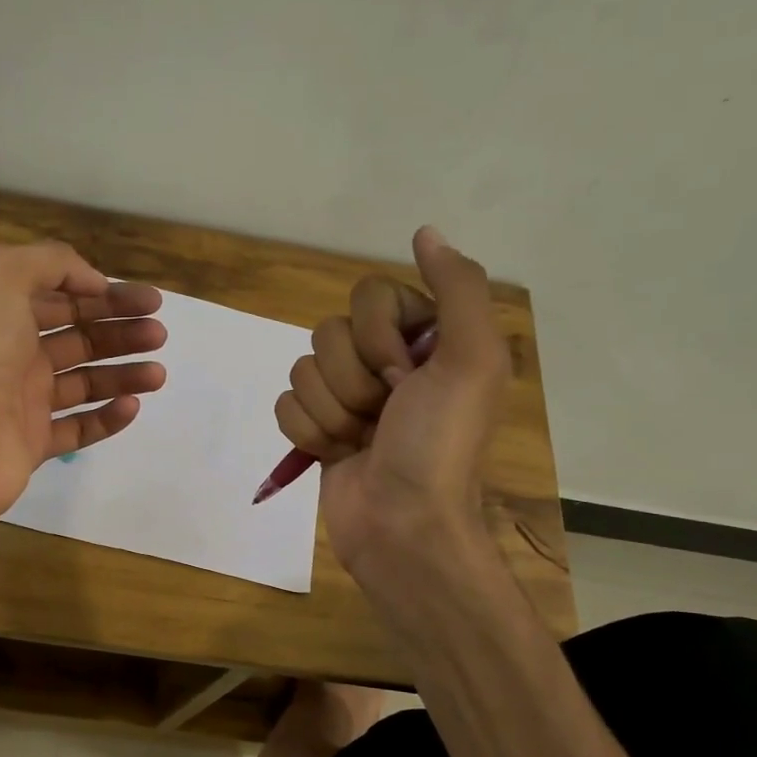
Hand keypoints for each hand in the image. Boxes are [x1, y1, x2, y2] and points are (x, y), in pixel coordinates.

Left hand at [0, 241, 166, 523]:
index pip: (64, 298)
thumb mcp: (3, 276)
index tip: (150, 302)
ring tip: (158, 374)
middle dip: (121, 332)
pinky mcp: (33, 444)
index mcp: (5, 315)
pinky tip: (132, 406)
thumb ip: (51, 263)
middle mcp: (14, 355)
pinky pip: (78, 428)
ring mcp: (24, 402)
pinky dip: (107, 418)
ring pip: (84, 383)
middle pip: (79, 338)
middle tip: (158, 335)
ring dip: (123, 374)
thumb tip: (93, 283)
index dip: (108, 295)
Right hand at [274, 227, 508, 580]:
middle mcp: (383, 361)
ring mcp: (347, 397)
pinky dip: (307, 433)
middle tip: (384, 415)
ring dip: (331, 412)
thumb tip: (426, 232)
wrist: (402, 524)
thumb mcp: (471, 361)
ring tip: (360, 442)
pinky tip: (335, 454)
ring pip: (302, 370)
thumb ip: (458, 289)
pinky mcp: (317, 429)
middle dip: (352, 382)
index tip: (405, 377)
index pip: (368, 297)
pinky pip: (285, 405)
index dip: (377, 336)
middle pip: (327, 334)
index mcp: (423, 339)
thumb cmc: (438, 444)